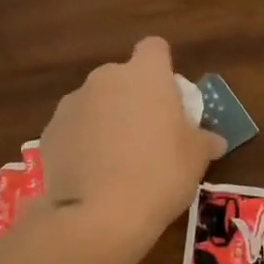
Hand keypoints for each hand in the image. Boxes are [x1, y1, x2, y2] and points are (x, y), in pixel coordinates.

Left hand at [39, 37, 224, 251]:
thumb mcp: (196, 159)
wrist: (100, 215)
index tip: (169, 97)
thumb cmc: (160, 175)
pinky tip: (92, 174)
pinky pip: (73, 129)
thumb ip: (204, 140)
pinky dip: (82, 143)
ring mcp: (72, 104)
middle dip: (133, 98)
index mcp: (145, 75)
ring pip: (95, 103)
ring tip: (116, 161)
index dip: (163, 67)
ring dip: (106, 120)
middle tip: (148, 135)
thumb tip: (213, 140)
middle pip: (122, 77)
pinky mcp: (50, 131)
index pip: (154, 48)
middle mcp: (105, 79)